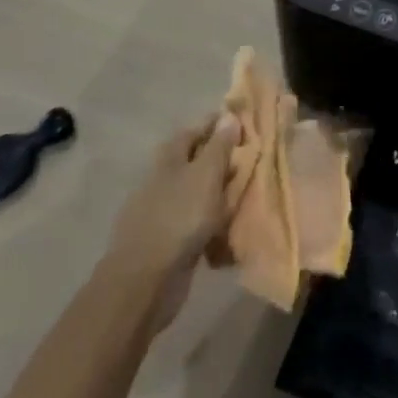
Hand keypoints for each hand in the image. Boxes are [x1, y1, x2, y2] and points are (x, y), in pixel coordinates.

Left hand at [105, 112, 240, 330]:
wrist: (145, 281)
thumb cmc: (179, 218)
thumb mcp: (206, 176)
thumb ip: (219, 147)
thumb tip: (228, 116)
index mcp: (170, 158)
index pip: (196, 130)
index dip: (218, 124)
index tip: (243, 122)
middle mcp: (163, 179)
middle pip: (196, 161)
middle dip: (221, 160)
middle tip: (252, 160)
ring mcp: (162, 211)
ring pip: (197, 193)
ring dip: (218, 192)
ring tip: (247, 193)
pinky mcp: (167, 241)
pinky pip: (195, 223)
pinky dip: (211, 221)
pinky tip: (228, 227)